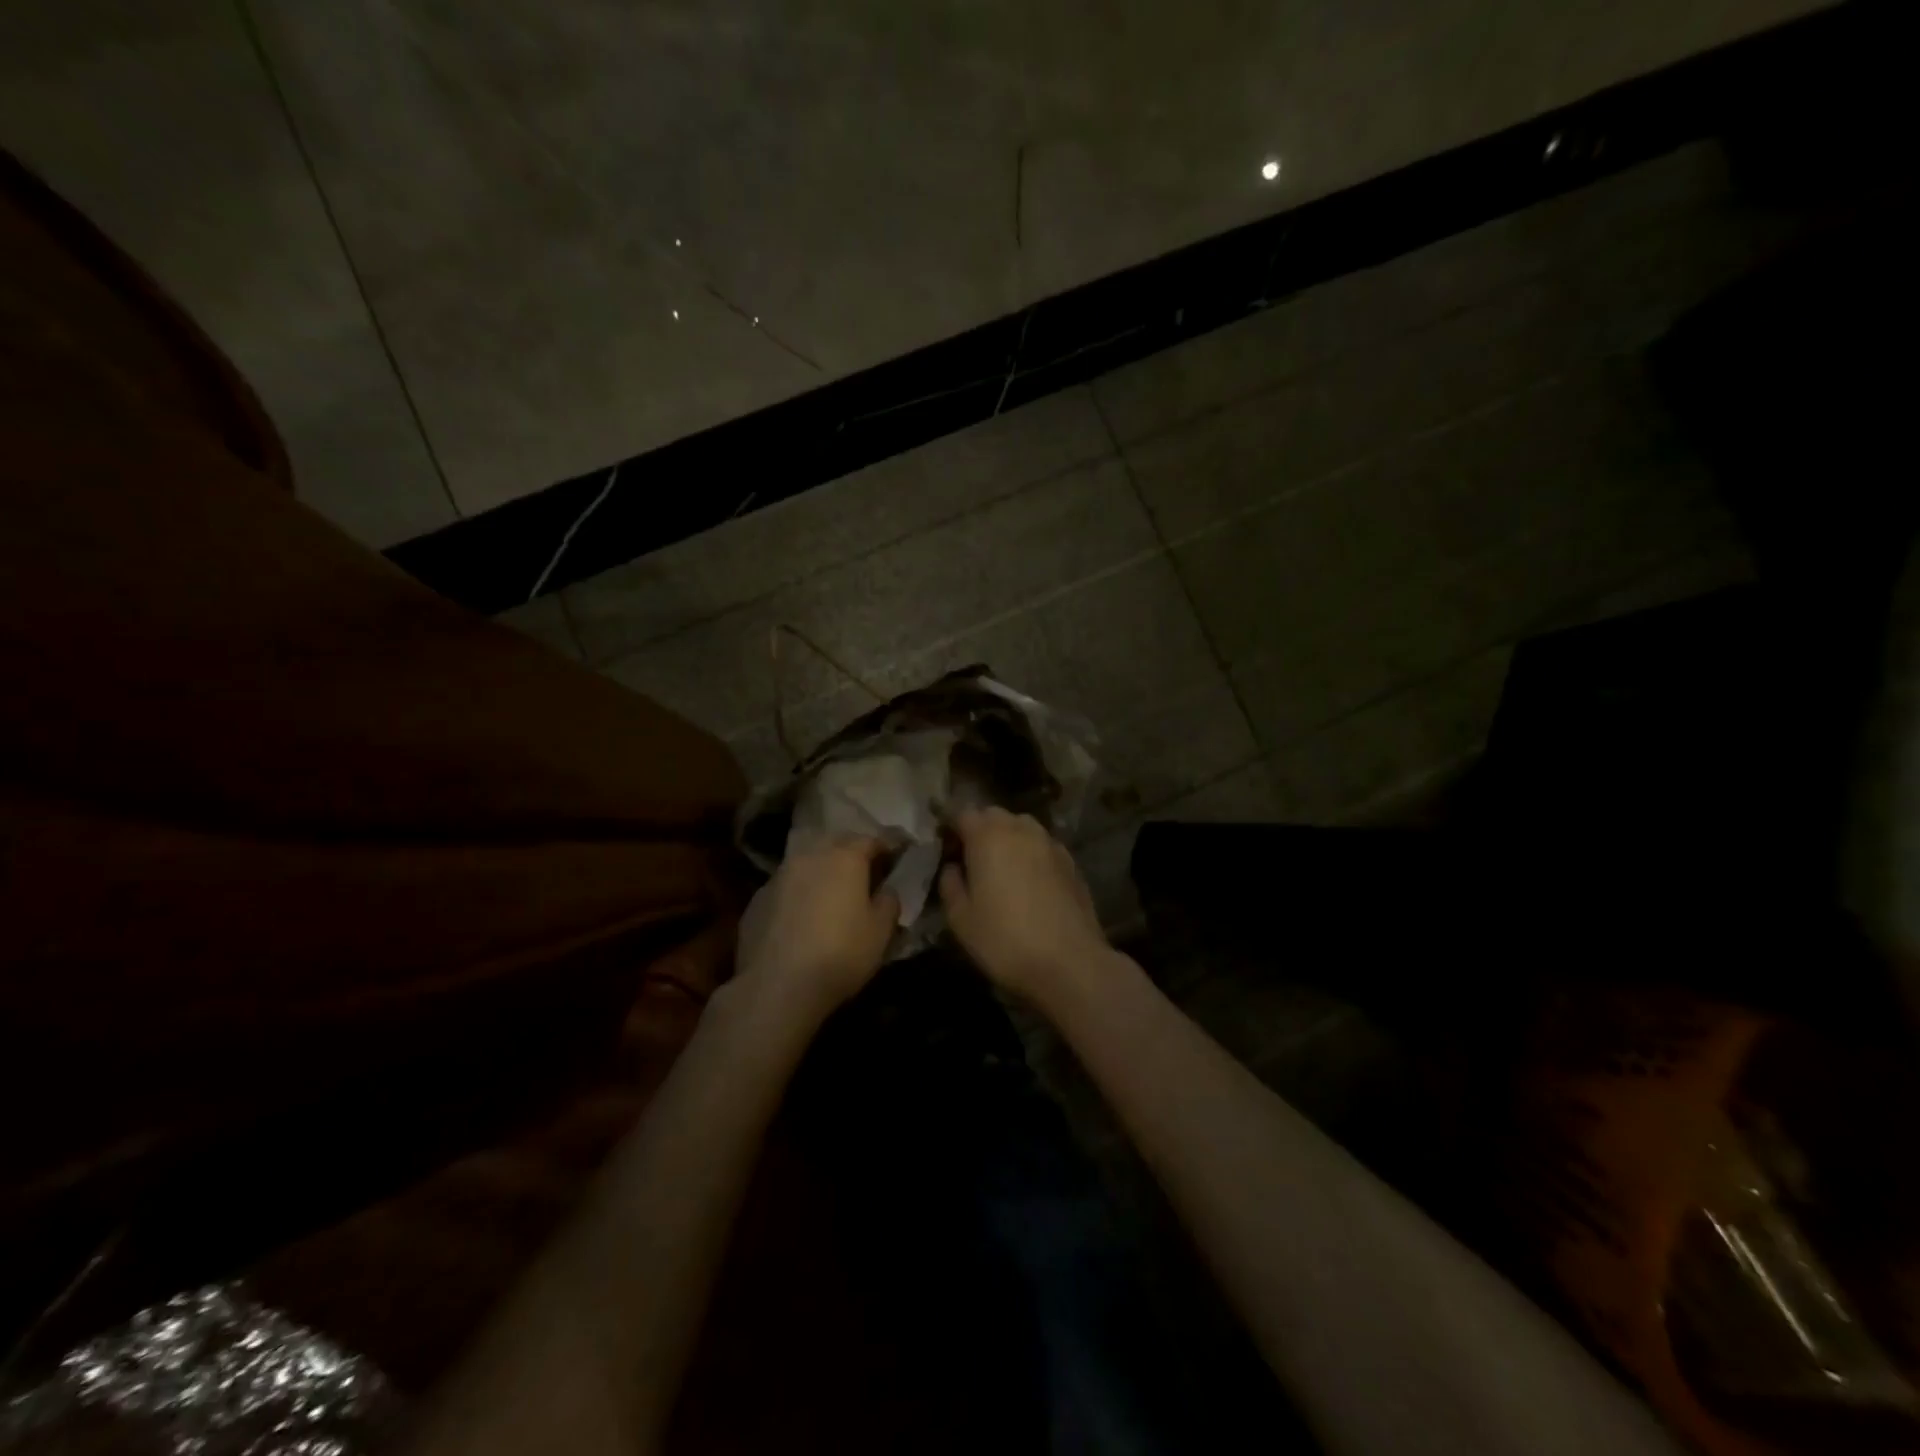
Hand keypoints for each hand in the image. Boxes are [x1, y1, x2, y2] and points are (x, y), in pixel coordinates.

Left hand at [735, 837, 899, 1021]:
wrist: (776, 987)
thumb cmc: (840, 954)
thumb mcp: (881, 931)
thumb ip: (889, 901)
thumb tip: (886, 890)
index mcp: (844, 857)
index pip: (871, 840)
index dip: (888, 846)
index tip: (899, 854)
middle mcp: (810, 856)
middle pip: (835, 843)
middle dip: (852, 852)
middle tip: (866, 870)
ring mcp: (778, 876)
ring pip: (807, 862)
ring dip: (822, 870)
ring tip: (832, 892)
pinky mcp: (757, 899)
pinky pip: (786, 886)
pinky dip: (799, 893)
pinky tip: (802, 916)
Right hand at [939, 808, 1112, 1001]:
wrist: (1069, 962)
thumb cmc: (1005, 940)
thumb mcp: (961, 919)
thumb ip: (950, 885)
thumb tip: (952, 867)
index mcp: (987, 836)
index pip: (961, 813)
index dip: (948, 825)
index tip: (942, 844)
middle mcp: (1020, 829)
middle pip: (993, 815)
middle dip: (978, 828)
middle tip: (969, 857)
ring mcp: (1049, 843)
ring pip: (1022, 826)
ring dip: (1007, 837)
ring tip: (1000, 867)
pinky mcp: (1071, 862)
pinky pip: (1042, 846)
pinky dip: (1030, 853)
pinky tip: (1029, 880)